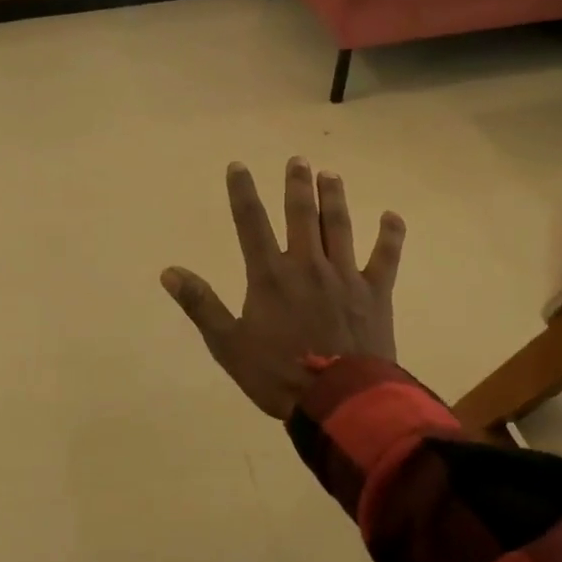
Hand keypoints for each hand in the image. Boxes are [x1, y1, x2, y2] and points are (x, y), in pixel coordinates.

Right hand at [161, 158, 404, 418]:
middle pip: (301, 215)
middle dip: (297, 185)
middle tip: (298, 160)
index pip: (251, 223)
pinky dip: (390, 236)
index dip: (242, 192)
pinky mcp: (375, 293)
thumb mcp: (228, 345)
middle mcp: (307, 265)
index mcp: (270, 276)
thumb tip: (169, 271)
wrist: (340, 401)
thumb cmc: (278, 375)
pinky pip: (386, 257)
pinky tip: (391, 216)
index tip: (238, 166)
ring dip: (334, 198)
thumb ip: (201, 305)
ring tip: (331, 175)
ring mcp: (345, 277)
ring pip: (339, 227)